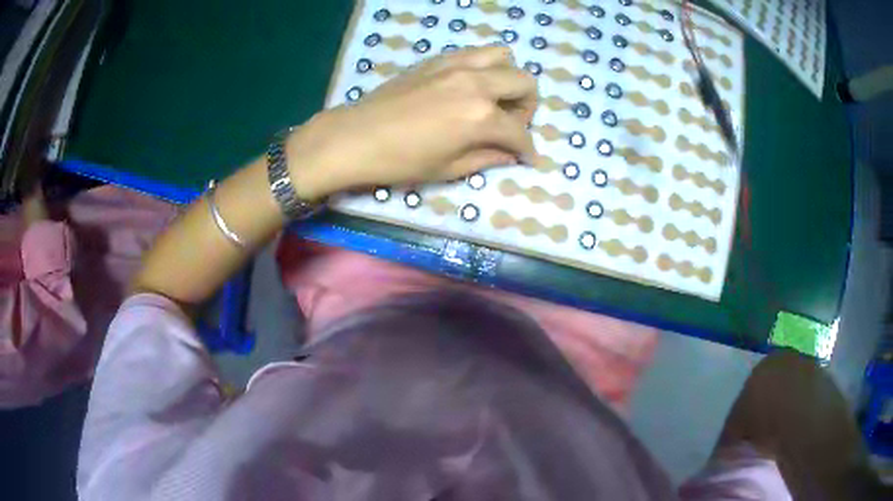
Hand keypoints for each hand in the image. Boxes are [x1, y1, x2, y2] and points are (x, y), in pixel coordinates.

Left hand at [287, 46, 538, 199]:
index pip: (520, 132)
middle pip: (525, 83)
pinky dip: (484, 67)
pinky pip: (475, 53)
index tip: (528, 158)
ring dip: (508, 79)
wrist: (355, 137)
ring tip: (494, 99)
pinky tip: (470, 86)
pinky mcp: (438, 59)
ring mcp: (457, 65)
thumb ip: (488, 158)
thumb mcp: (449, 169)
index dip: (528, 149)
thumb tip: (511, 155)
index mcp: (481, 117)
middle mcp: (477, 83)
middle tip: (510, 125)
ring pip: (504, 57)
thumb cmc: (400, 161)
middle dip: (527, 108)